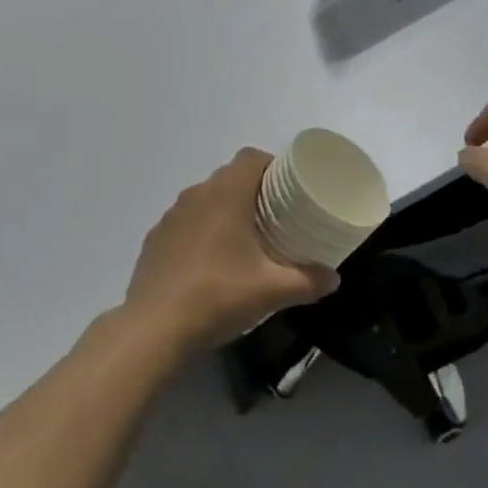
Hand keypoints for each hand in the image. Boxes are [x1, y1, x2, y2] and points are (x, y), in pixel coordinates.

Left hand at [123, 149, 338, 356]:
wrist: (153, 329)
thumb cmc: (218, 296)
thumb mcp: (272, 291)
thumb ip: (308, 281)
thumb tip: (334, 278)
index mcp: (226, 194)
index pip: (251, 157)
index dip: (271, 165)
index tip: (287, 188)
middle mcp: (196, 195)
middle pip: (229, 176)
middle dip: (252, 190)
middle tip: (274, 217)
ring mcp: (170, 217)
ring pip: (205, 199)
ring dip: (224, 210)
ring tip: (243, 240)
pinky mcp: (154, 240)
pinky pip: (185, 222)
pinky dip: (200, 231)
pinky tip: (209, 263)